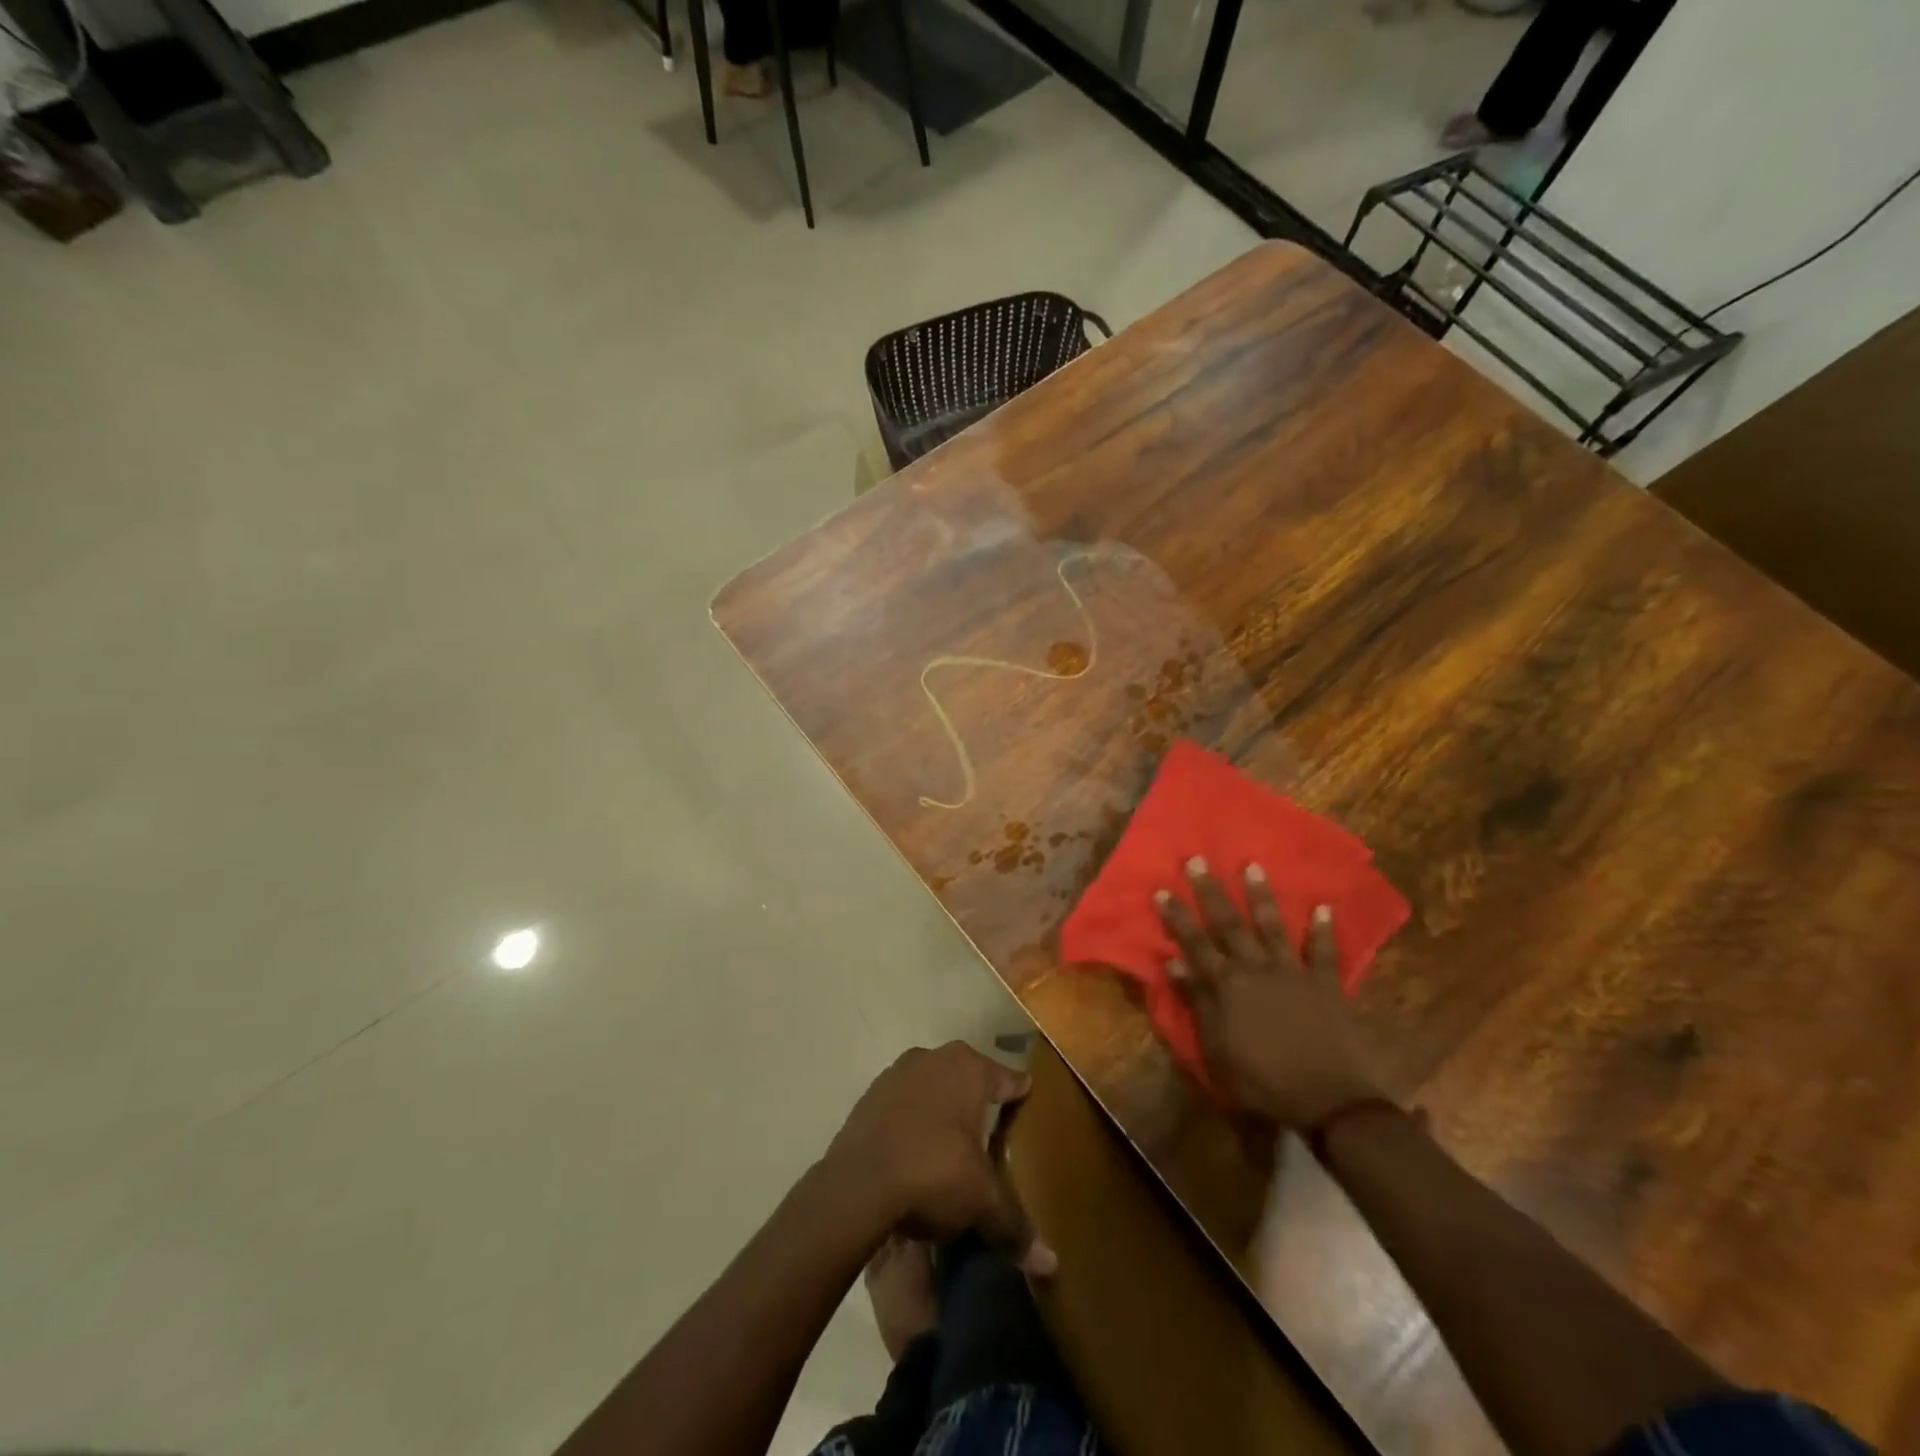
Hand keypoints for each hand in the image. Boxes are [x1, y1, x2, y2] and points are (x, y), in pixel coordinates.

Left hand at [823, 1042, 1056, 1277]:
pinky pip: (903, 1105)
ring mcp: (897, 1073)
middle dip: (979, 1102)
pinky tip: (915, 1152)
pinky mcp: (869, 1096)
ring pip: (932, 1088)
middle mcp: (934, 1058)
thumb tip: (1050, 1265)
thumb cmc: (932, 1172)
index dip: (1020, 1094)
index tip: (1030, 1102)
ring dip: (942, 1110)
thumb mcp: (980, 1201)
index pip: (1007, 1079)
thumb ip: (1014, 1226)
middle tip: (993, 1131)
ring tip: (952, 1145)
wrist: (855, 1184)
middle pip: (968, 1078)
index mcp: (968, 1068)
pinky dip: (912, 1122)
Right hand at [1157, 858, 1386, 1127]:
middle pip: (1229, 924)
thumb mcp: (1217, 1050)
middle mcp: (1257, 969)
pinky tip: (1323, 907)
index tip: (1162, 889)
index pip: (1195, 944)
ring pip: (1273, 927)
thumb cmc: (1263, 1083)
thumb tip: (1174, 964)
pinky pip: (1324, 953)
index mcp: (1227, 986)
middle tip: (1198, 860)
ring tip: (1253, 866)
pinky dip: (1323, 930)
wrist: (1330, 1103)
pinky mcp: (1326, 986)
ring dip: (1261, 896)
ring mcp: (1293, 974)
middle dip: (1211, 892)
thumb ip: (1198, 1004)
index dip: (1177, 917)